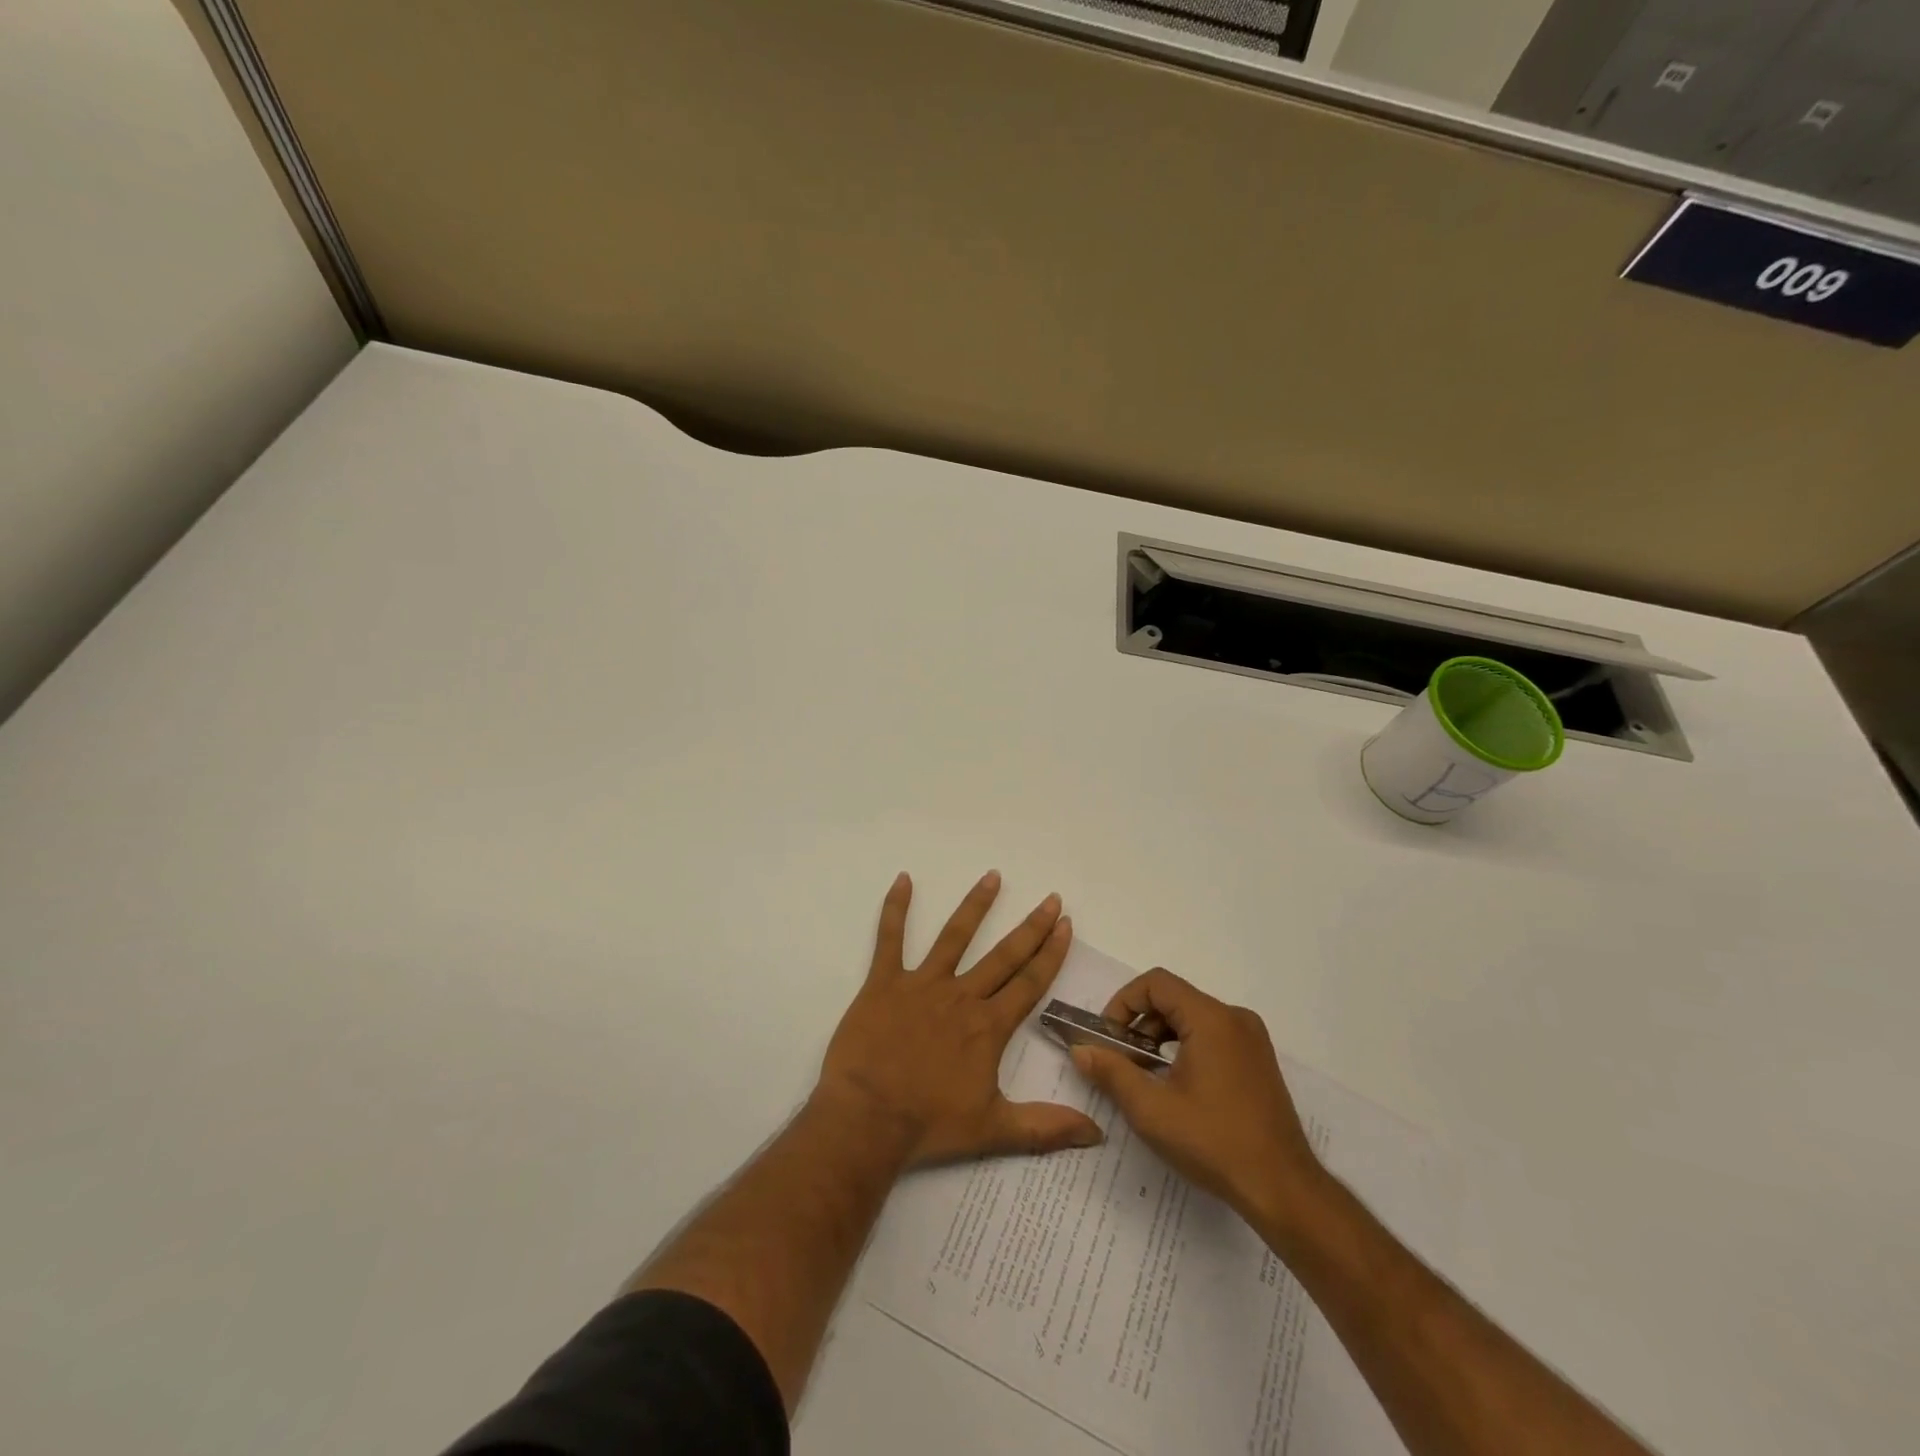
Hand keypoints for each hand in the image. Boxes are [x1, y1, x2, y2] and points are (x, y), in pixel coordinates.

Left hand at [817, 871, 1103, 1166]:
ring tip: (993, 876)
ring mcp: (922, 984)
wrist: (868, 1119)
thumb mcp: (994, 1130)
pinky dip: (895, 908)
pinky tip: (903, 879)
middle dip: (1031, 926)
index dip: (1051, 954)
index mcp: (988, 1026)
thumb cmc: (929, 1124)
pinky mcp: (884, 982)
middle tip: (1050, 898)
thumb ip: (1046, 1127)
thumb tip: (1098, 1133)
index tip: (1065, 925)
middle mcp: (961, 996)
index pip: (1029, 983)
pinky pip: (890, 938)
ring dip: (976, 905)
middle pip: (1003, 955)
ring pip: (954, 936)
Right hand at [1070, 968, 1329, 1231]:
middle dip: (1140, 1023)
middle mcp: (1235, 1018)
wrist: (1283, 1189)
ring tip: (1145, 1075)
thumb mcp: (1151, 1109)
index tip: (1108, 1037)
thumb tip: (1080, 1050)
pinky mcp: (1258, 1061)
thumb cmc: (1214, 1142)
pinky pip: (1212, 1035)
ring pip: (1192, 1017)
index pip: (1156, 983)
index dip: (1124, 1002)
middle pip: (1174, 998)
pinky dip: (1185, 1047)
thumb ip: (1112, 1072)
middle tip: (1121, 1060)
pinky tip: (1176, 1085)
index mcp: (1211, 1019)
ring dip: (1161, 1036)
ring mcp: (1251, 1039)